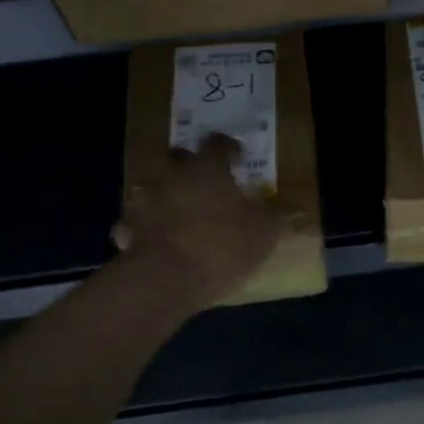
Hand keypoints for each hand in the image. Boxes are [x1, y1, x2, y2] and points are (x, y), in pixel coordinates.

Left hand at [113, 134, 280, 309]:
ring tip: (175, 209)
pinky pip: (133, 220)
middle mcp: (172, 174)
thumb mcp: (264, 234)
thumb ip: (279, 217)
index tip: (237, 157)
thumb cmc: (221, 247)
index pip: (218, 143)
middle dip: (188, 164)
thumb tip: (297, 209)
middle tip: (202, 180)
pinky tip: (151, 238)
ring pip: (150, 184)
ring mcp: (144, 199)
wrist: (164, 279)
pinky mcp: (125, 226)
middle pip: (177, 156)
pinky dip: (141, 225)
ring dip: (162, 191)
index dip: (228, 147)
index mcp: (208, 169)